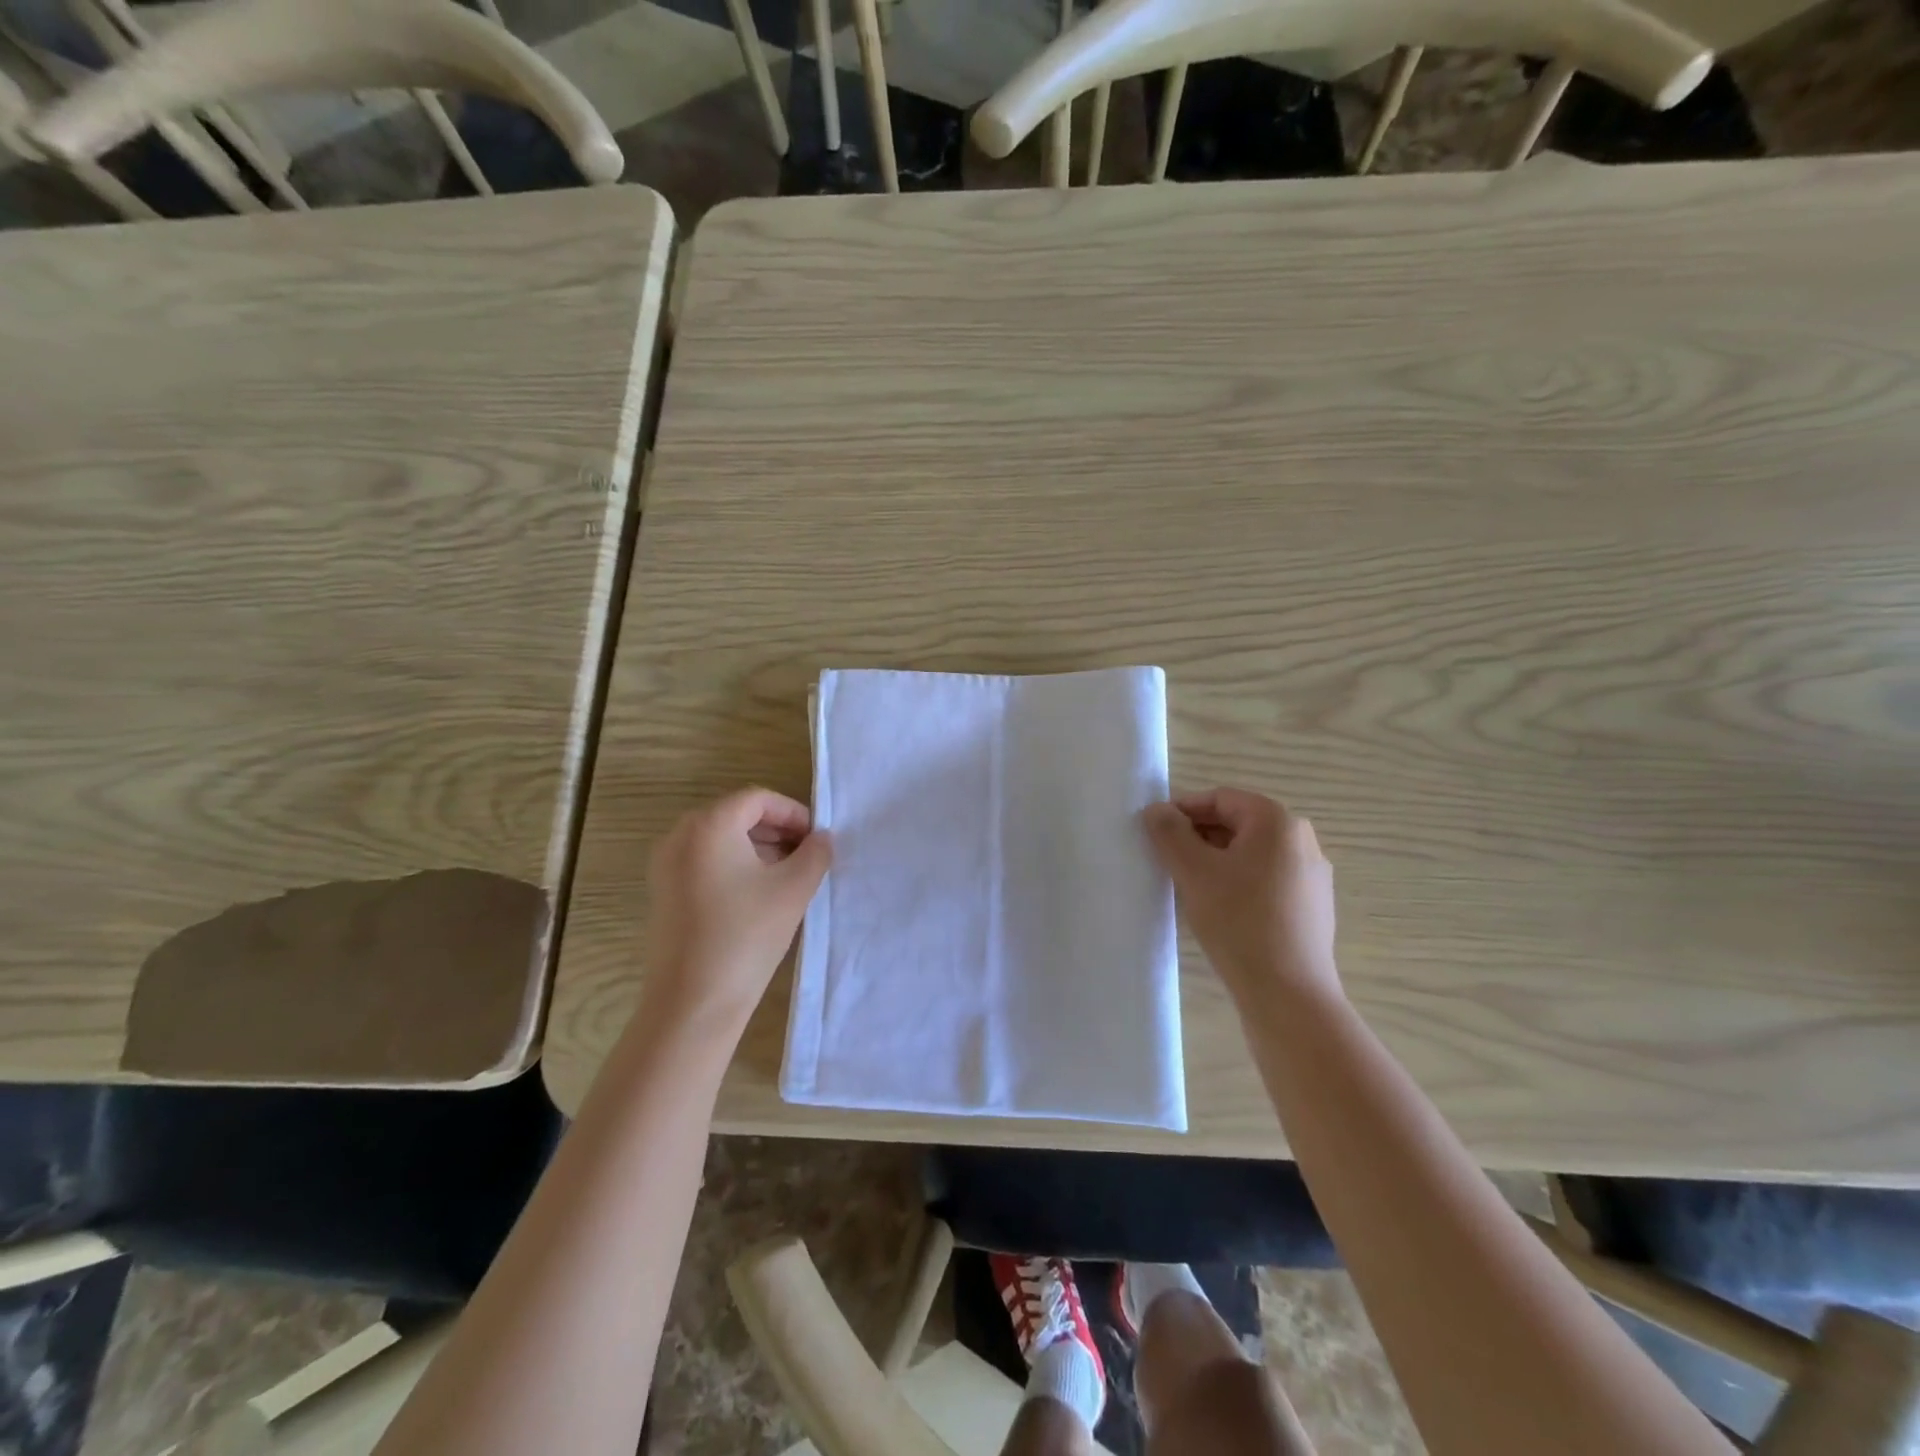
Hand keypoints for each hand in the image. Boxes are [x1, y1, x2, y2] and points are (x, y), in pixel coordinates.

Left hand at [644, 787, 831, 1027]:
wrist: (692, 1003)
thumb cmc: (746, 936)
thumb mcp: (794, 889)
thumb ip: (815, 853)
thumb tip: (822, 838)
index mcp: (708, 825)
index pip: (757, 799)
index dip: (793, 812)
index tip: (817, 838)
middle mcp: (679, 836)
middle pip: (736, 815)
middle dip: (776, 829)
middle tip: (807, 854)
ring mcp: (665, 865)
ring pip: (720, 839)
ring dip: (758, 847)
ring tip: (788, 875)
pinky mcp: (663, 892)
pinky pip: (704, 861)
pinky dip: (735, 865)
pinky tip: (759, 895)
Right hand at [1143, 788, 1338, 1009]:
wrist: (1288, 994)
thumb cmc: (1238, 921)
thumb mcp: (1193, 871)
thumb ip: (1170, 833)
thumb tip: (1157, 809)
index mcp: (1278, 822)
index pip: (1221, 798)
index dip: (1183, 809)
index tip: (1154, 831)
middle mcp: (1302, 840)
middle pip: (1238, 823)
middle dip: (1198, 835)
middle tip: (1166, 858)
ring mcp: (1311, 876)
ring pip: (1251, 853)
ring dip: (1216, 860)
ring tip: (1187, 884)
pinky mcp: (1312, 907)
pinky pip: (1266, 879)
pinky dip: (1237, 882)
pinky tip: (1218, 909)